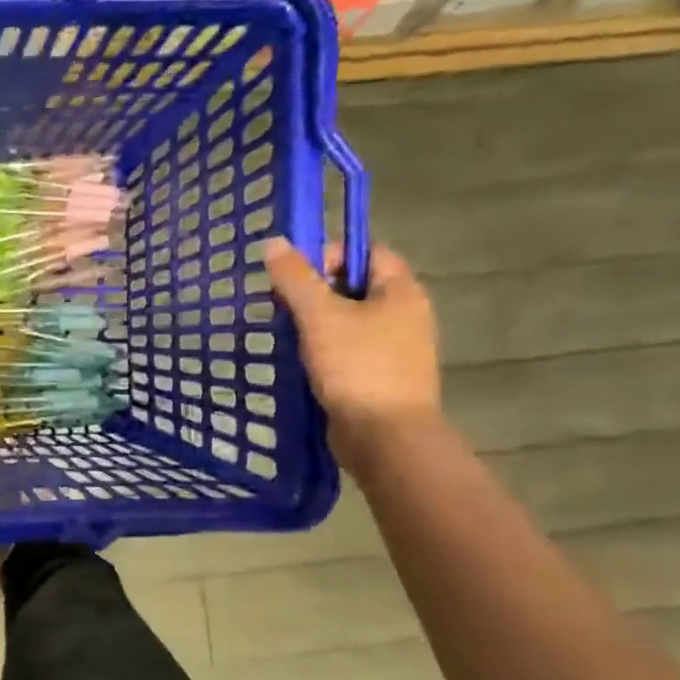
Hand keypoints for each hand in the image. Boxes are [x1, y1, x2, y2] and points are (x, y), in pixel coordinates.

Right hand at [261, 237, 440, 469]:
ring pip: (350, 322)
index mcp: (401, 292)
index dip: (331, 255)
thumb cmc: (357, 367)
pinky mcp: (381, 378)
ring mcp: (396, 350)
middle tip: (285, 308)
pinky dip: (325, 352)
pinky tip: (302, 364)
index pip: (368, 252)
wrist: (385, 437)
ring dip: (317, 326)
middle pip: (356, 287)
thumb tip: (274, 241)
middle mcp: (406, 315)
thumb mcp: (320, 316)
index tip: (297, 277)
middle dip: (316, 293)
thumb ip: (295, 278)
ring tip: (289, 337)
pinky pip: (349, 352)